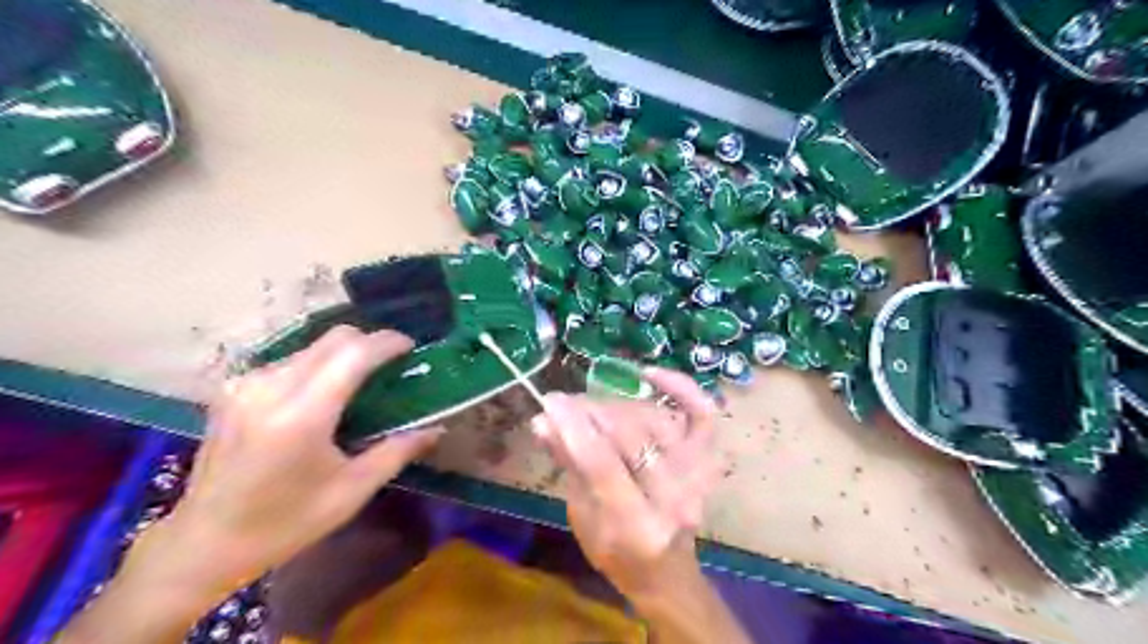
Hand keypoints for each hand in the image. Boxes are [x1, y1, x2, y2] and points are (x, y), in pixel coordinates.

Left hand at [55, 327, 442, 642]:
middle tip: (391, 363)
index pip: (353, 354)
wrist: (203, 541)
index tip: (410, 346)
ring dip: (342, 354)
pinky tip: (323, 393)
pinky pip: (289, 360)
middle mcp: (270, 388)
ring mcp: (246, 385)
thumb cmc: (286, 523)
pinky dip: (317, 365)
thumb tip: (437, 429)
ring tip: (361, 380)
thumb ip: (397, 451)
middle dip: (368, 342)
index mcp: (301, 416)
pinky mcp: (234, 388)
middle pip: (332, 339)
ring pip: (311, 346)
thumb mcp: (351, 491)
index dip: (387, 342)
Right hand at [531, 370, 713, 600]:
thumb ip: (568, 464)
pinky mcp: (709, 462)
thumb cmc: (615, 552)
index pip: (602, 462)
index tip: (550, 401)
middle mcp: (675, 500)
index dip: (573, 425)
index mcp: (636, 526)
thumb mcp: (581, 516)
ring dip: (618, 405)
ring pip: (657, 420)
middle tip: (566, 404)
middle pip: (631, 435)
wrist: (665, 572)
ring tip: (592, 406)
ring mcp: (699, 479)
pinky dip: (682, 388)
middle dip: (591, 411)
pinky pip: (703, 414)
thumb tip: (542, 420)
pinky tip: (651, 375)